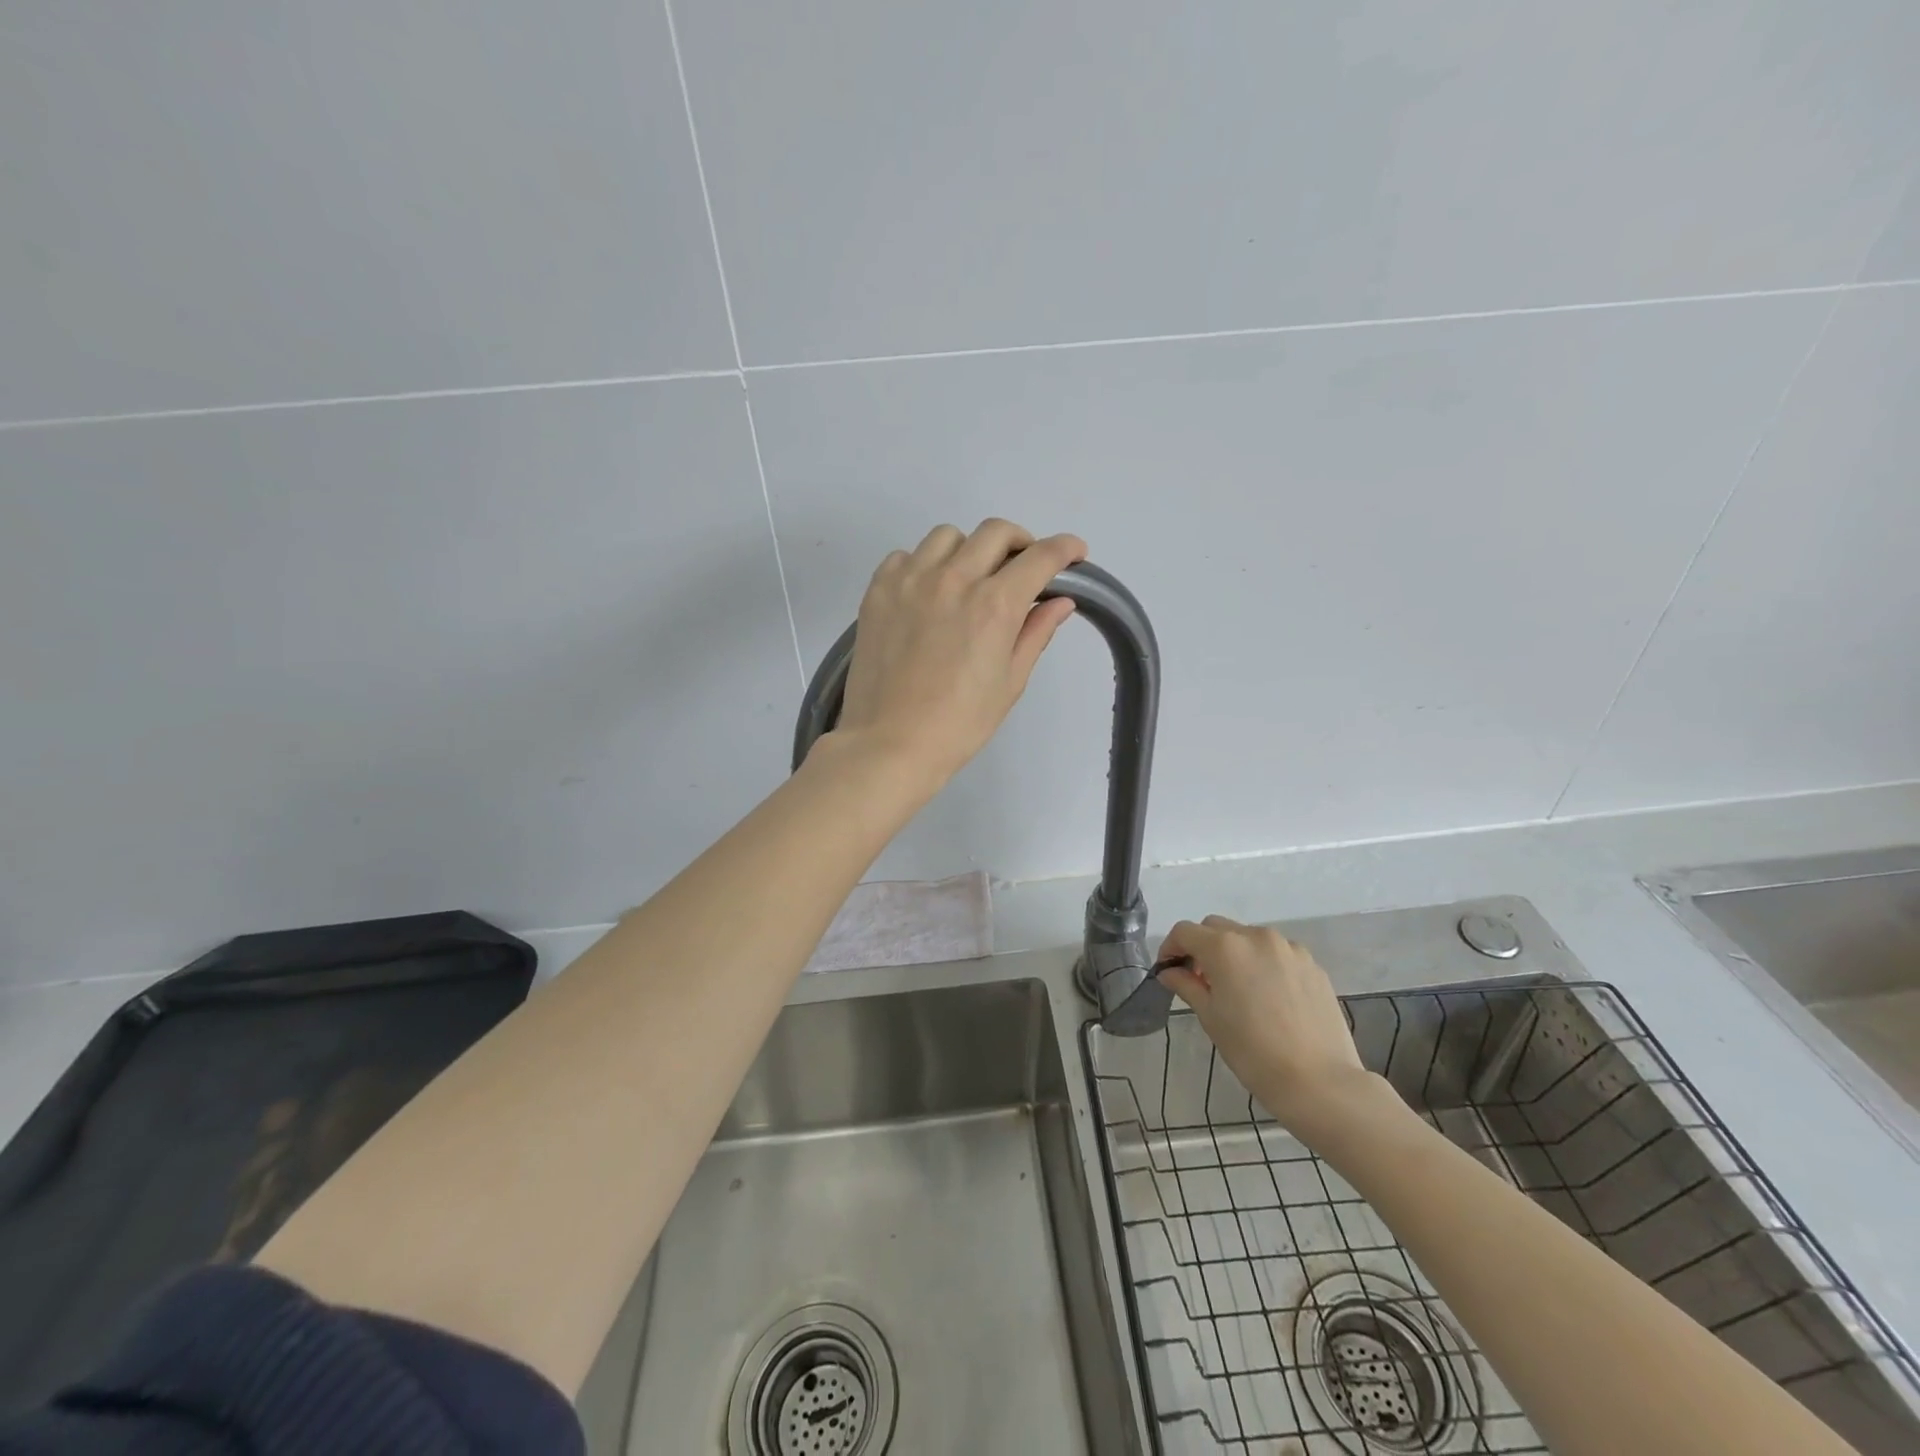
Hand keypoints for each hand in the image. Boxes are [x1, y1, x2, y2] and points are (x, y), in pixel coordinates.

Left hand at [835, 520, 1086, 784]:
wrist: (889, 743)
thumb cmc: (959, 724)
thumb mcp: (1009, 683)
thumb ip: (1035, 634)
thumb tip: (1061, 602)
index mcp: (994, 605)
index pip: (1040, 557)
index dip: (1065, 548)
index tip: (1074, 552)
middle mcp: (954, 579)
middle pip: (996, 532)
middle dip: (1020, 543)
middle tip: (1022, 569)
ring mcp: (911, 580)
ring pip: (948, 537)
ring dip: (969, 549)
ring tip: (970, 579)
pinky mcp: (878, 590)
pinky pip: (906, 555)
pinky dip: (924, 564)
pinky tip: (928, 593)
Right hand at [1157, 916, 1384, 1140]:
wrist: (1319, 1082)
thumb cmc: (1253, 1052)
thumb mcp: (1210, 1018)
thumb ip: (1186, 985)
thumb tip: (1170, 972)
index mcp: (1225, 947)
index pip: (1185, 932)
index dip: (1170, 948)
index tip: (1168, 971)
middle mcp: (1256, 937)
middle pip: (1216, 927)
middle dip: (1202, 947)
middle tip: (1200, 981)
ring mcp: (1288, 948)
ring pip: (1248, 937)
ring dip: (1234, 953)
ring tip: (1237, 989)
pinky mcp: (1312, 964)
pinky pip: (1276, 953)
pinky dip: (1263, 963)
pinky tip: (1268, 996)